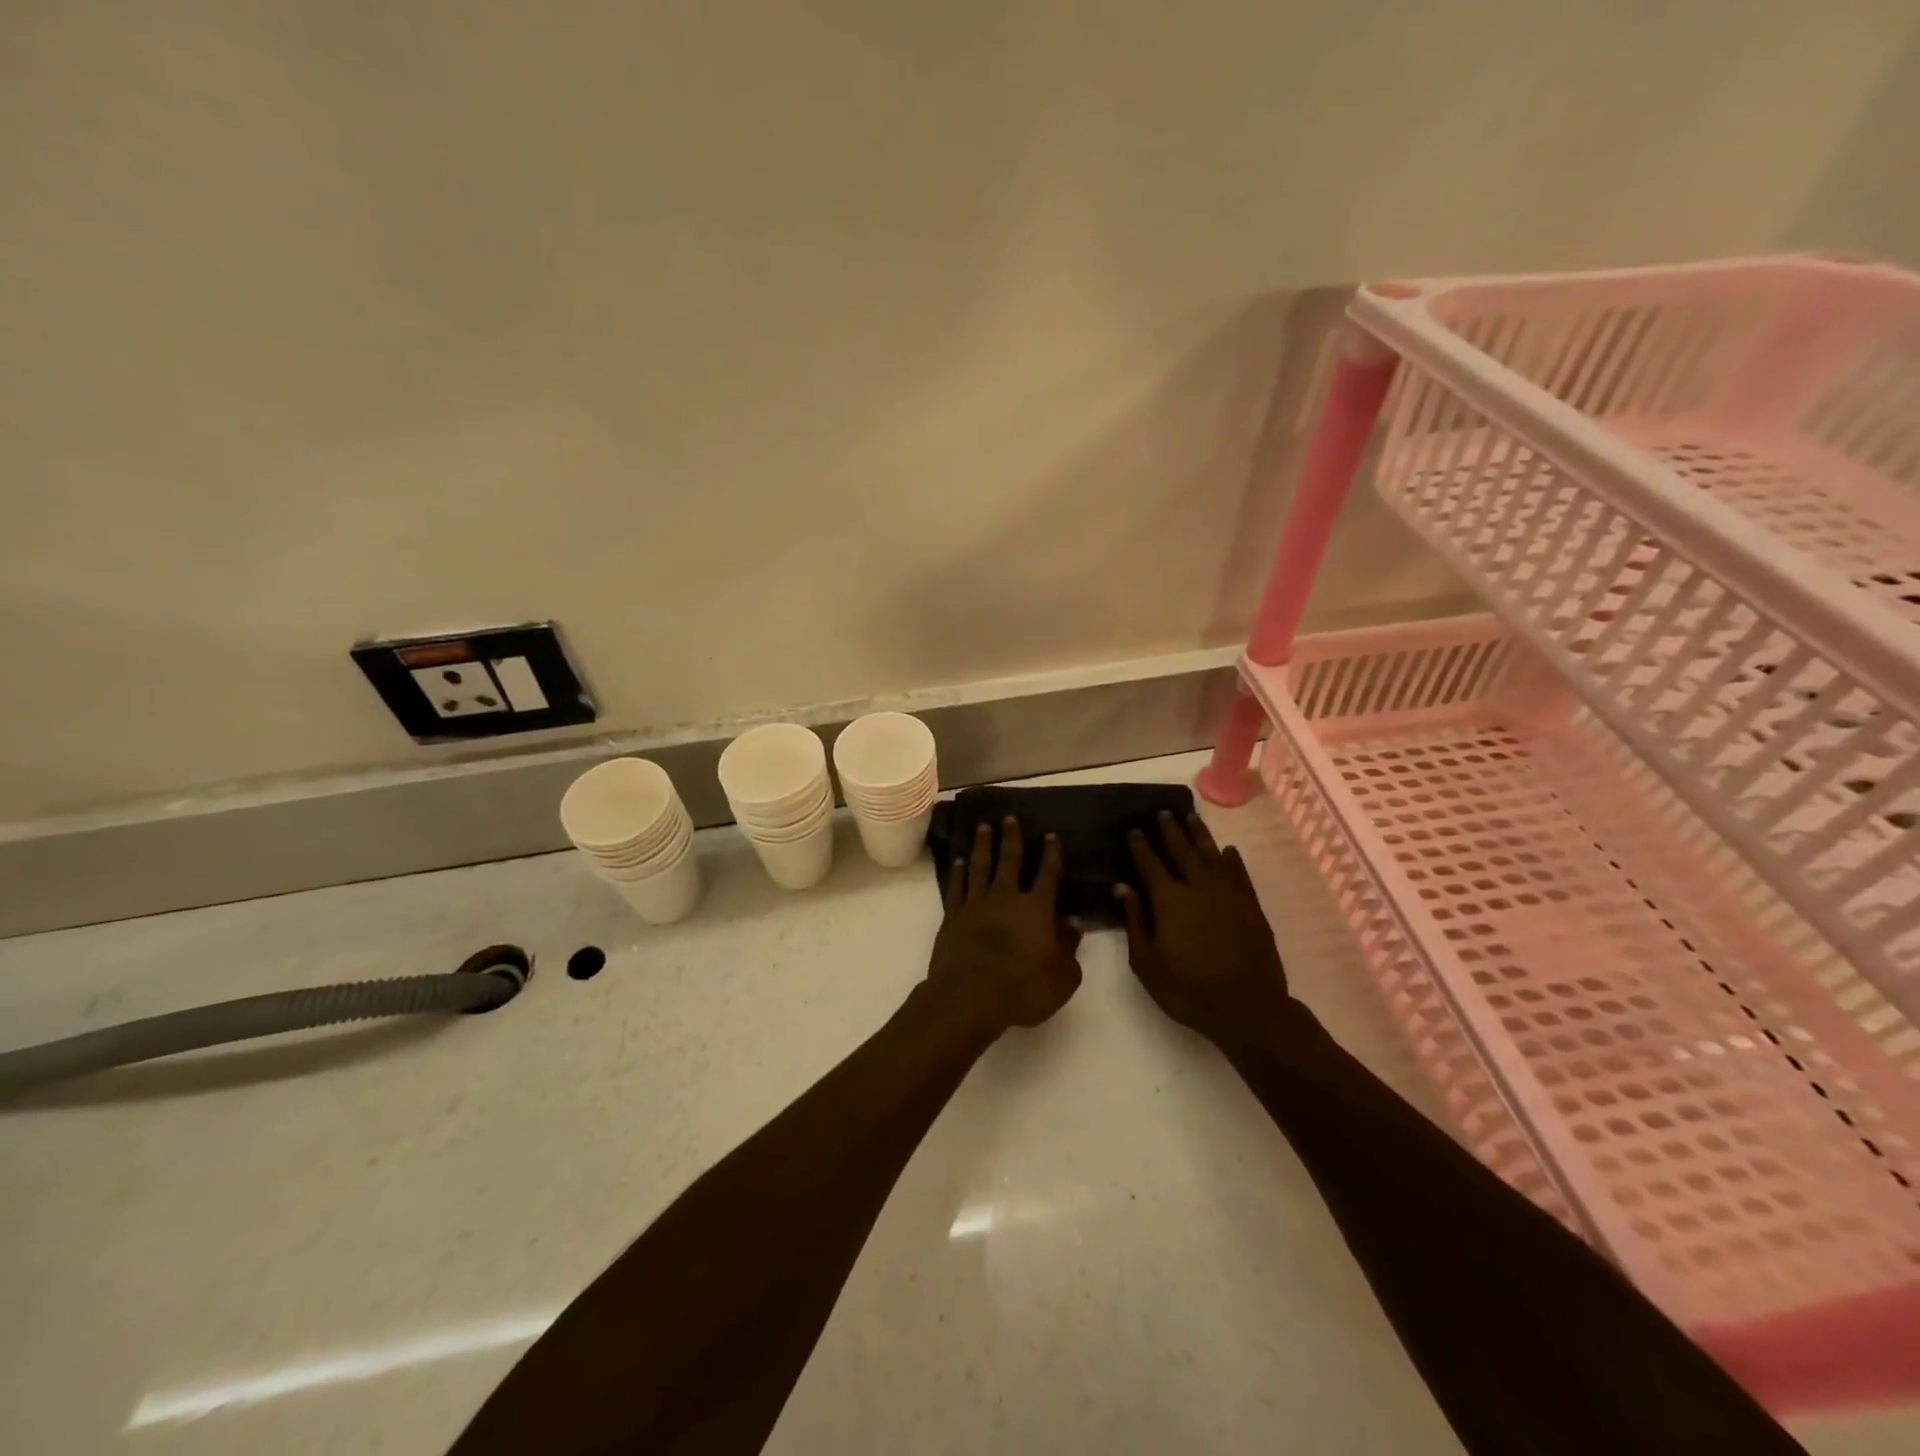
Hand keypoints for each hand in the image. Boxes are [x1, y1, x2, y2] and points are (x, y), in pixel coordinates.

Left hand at [926, 817, 1082, 1037]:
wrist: (969, 996)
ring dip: (982, 844)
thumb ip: (1070, 947)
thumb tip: (1075, 923)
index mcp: (1037, 908)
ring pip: (979, 865)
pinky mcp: (952, 915)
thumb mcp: (1062, 976)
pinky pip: (956, 886)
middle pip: (1010, 859)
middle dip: (1011, 837)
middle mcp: (1006, 897)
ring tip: (983, 827)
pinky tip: (958, 861)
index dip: (1051, 853)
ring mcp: (976, 903)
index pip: (1048, 873)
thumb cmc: (1023, 989)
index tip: (1051, 835)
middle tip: (1010, 817)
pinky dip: (957, 871)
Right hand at [1116, 812, 1295, 1046]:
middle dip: (1170, 830)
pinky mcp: (1251, 905)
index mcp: (1169, 899)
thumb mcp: (1147, 963)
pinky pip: (1239, 874)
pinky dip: (1232, 860)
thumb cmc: (1188, 989)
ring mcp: (1228, 894)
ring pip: (1212, 855)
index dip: (1141, 845)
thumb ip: (1135, 921)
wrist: (1248, 1007)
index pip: (1150, 863)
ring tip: (1191, 817)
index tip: (1134, 828)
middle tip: (1163, 812)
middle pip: (1182, 851)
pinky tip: (1228, 850)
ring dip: (1200, 835)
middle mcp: (1198, 887)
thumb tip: (1122, 886)